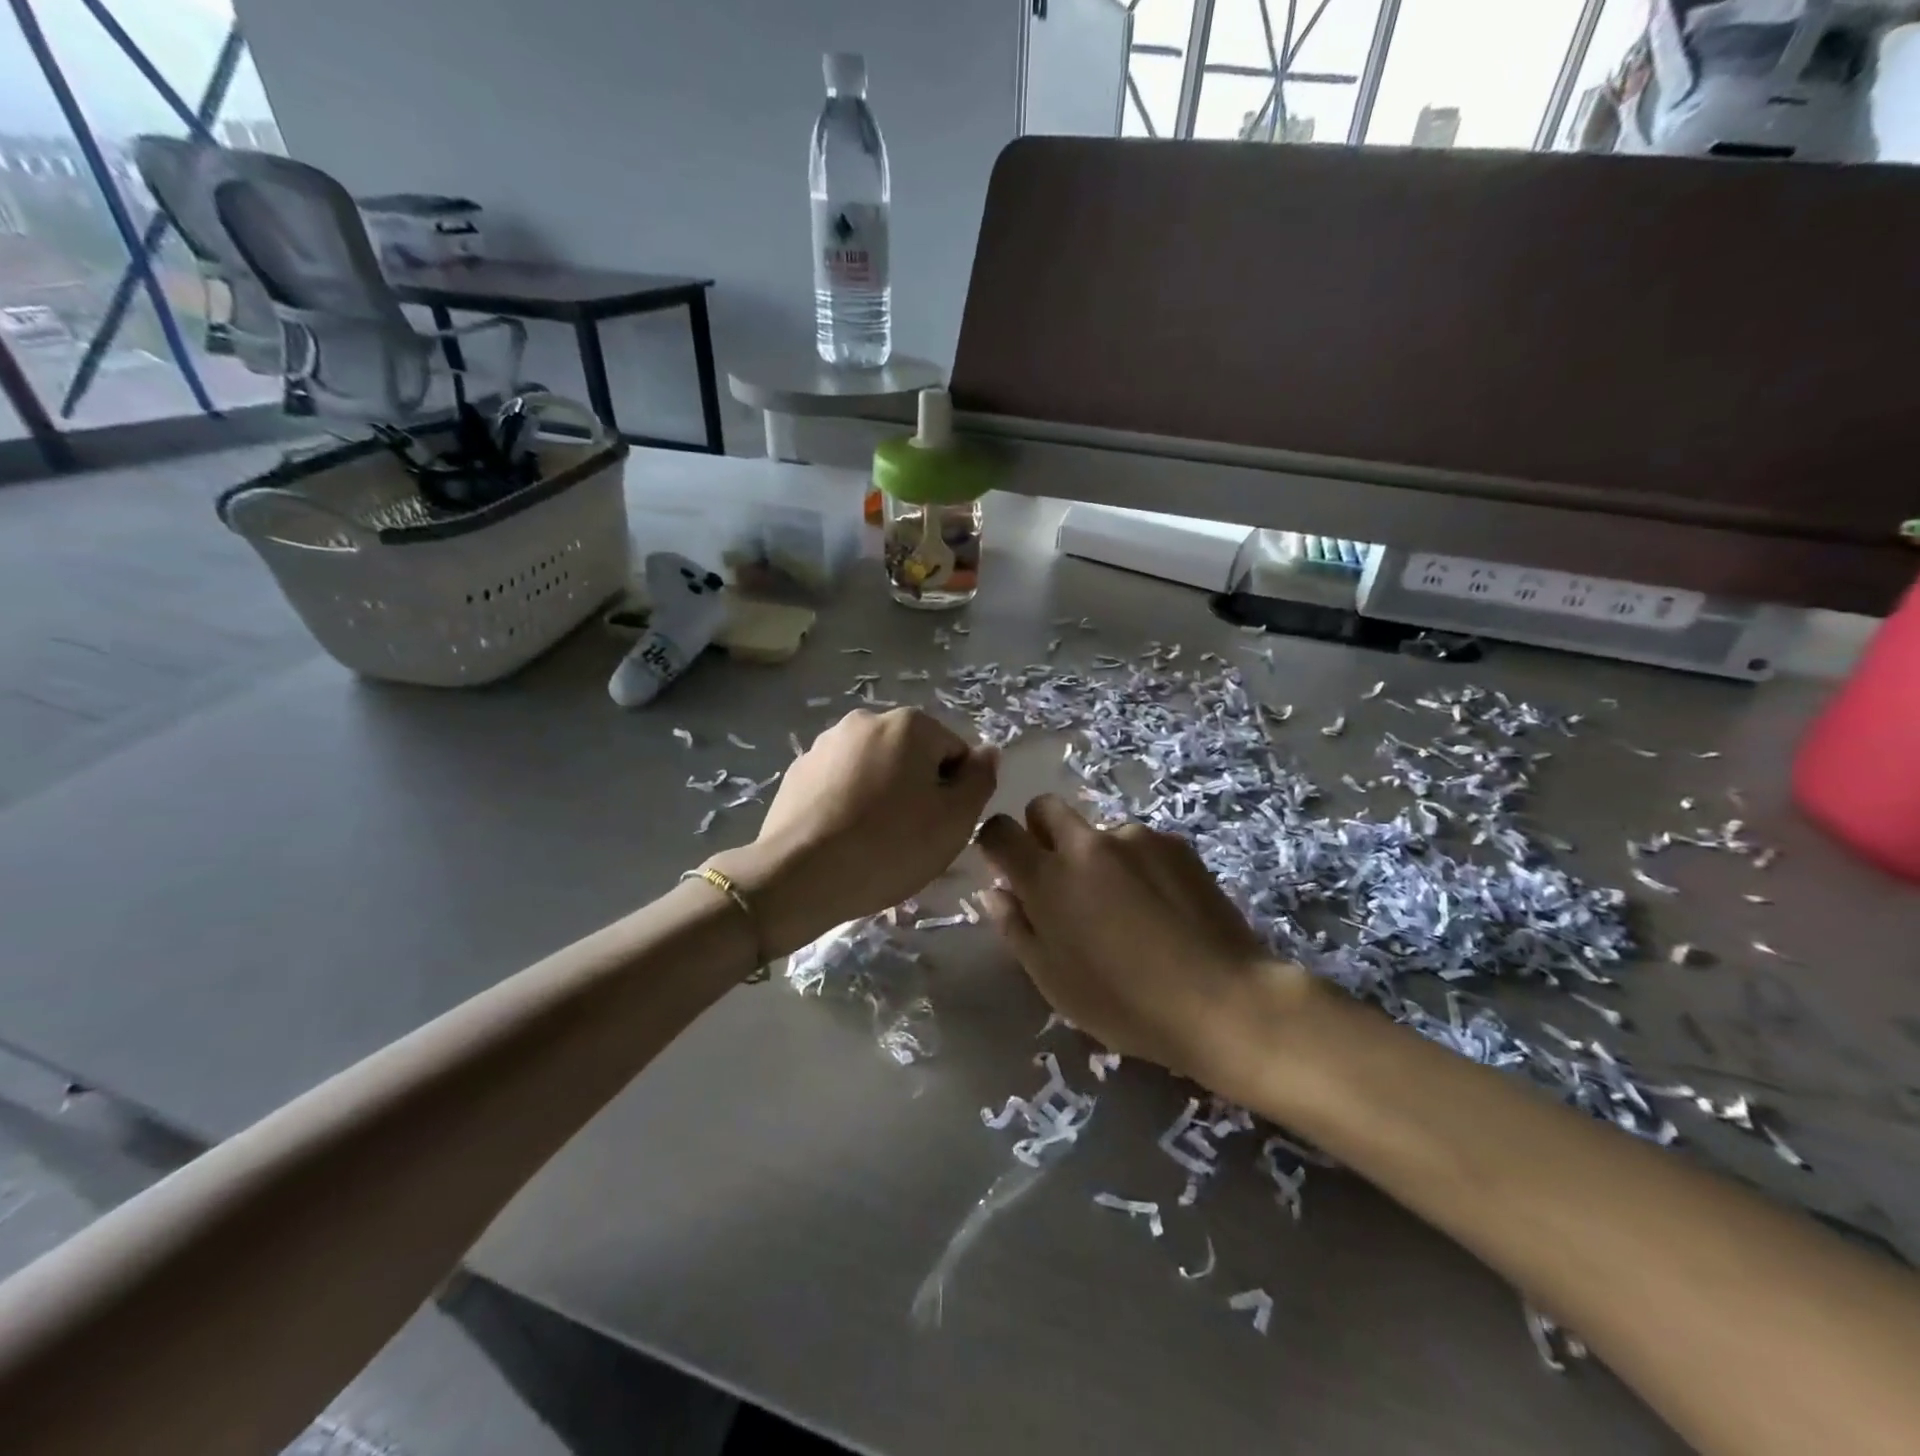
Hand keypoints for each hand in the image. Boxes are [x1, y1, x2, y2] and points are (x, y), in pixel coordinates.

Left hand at [708, 709, 996, 955]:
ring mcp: (826, 743)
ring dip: (883, 796)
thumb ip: (980, 779)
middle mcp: (866, 720)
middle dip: (918, 791)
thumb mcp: (955, 820)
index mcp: (909, 724)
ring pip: (875, 769)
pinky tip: (844, 838)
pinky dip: (850, 803)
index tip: (940, 827)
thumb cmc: (889, 846)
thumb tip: (988, 751)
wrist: (798, 876)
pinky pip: (841, 784)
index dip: (956, 793)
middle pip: (913, 757)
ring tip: (874, 842)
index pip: (954, 753)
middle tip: (911, 838)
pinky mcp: (798, 771)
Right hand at [976, 795, 1307, 1082]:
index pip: (1000, 831)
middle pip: (1045, 807)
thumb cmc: (1124, 1004)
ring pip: (1096, 830)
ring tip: (1125, 906)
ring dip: (1094, 856)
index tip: (1007, 869)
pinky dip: (1135, 864)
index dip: (996, 844)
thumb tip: (996, 893)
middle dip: (1040, 831)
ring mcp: (1134, 838)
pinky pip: (1138, 843)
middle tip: (1058, 876)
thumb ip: (1017, 928)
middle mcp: (1086, 844)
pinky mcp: (1175, 843)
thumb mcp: (1053, 981)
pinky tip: (1159, 906)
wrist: (1221, 1000)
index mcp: (1048, 878)